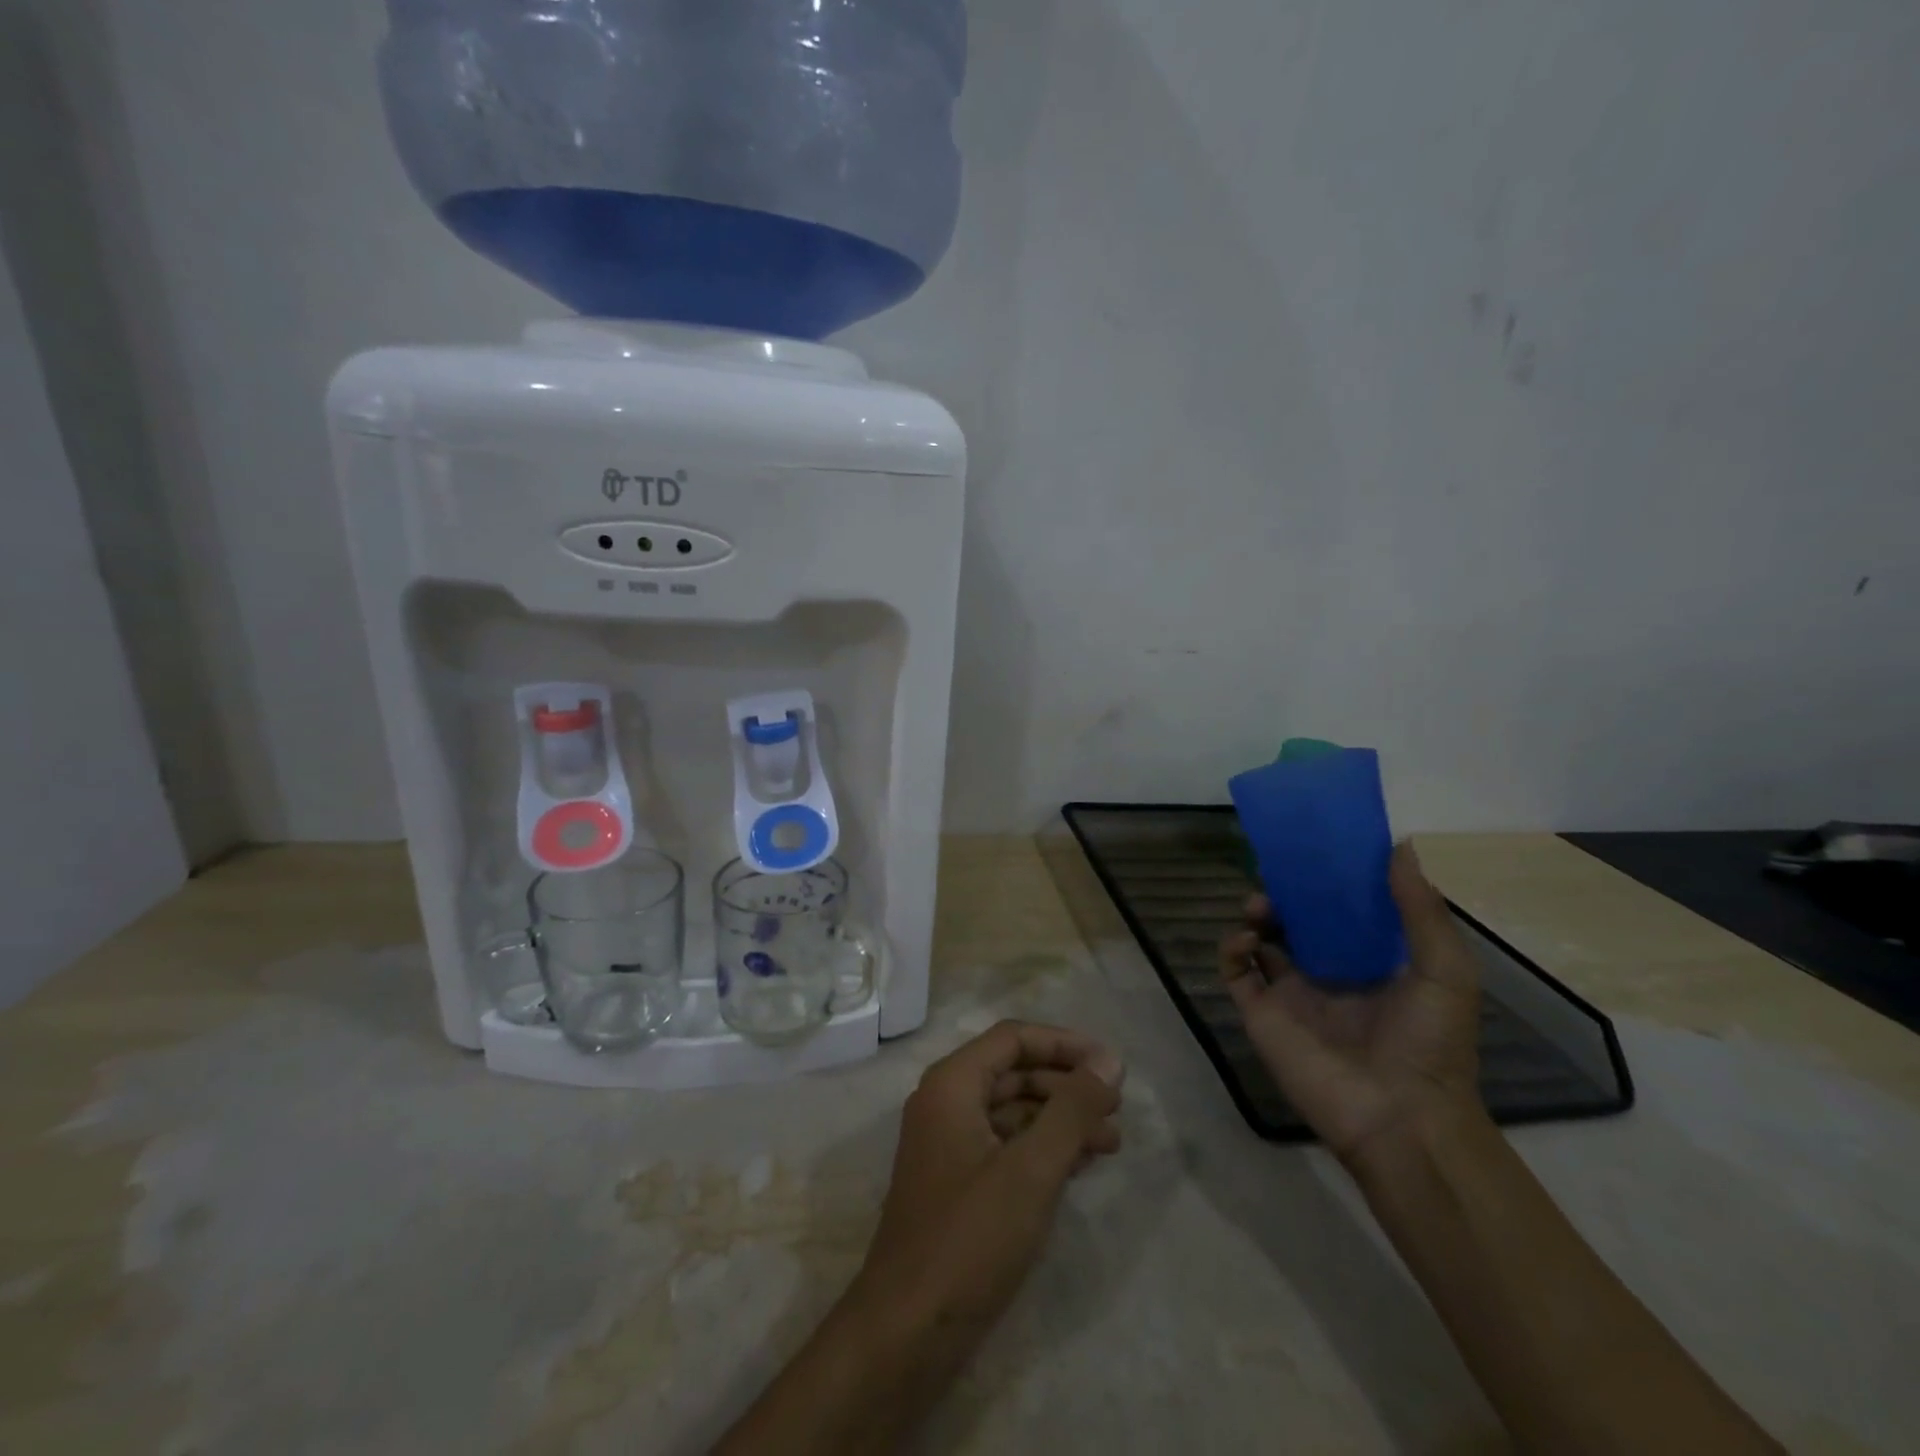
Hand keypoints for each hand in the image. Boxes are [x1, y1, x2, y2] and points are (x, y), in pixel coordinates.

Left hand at [855, 1021, 1125, 1330]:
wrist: (907, 1330)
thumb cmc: (970, 1237)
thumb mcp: (1032, 1168)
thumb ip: (1072, 1110)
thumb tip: (1108, 1060)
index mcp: (952, 1084)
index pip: (1013, 1039)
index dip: (1064, 1044)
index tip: (1110, 1066)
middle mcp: (945, 1102)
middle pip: (1013, 1072)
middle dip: (1066, 1085)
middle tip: (1116, 1108)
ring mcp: (948, 1144)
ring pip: (1012, 1111)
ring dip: (1059, 1119)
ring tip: (1111, 1142)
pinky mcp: (956, 1182)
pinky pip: (1005, 1144)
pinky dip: (1041, 1148)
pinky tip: (1078, 1165)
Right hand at [1218, 843, 1482, 1165]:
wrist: (1399, 1117)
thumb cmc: (1429, 1043)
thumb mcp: (1445, 970)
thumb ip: (1421, 909)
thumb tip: (1400, 845)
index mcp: (1370, 965)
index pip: (1342, 914)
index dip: (1328, 885)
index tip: (1316, 855)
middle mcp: (1327, 975)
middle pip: (1296, 924)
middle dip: (1285, 898)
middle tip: (1277, 878)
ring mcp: (1291, 995)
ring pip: (1261, 943)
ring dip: (1257, 917)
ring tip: (1260, 907)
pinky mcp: (1261, 1014)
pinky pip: (1236, 973)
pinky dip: (1231, 949)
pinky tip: (1246, 939)